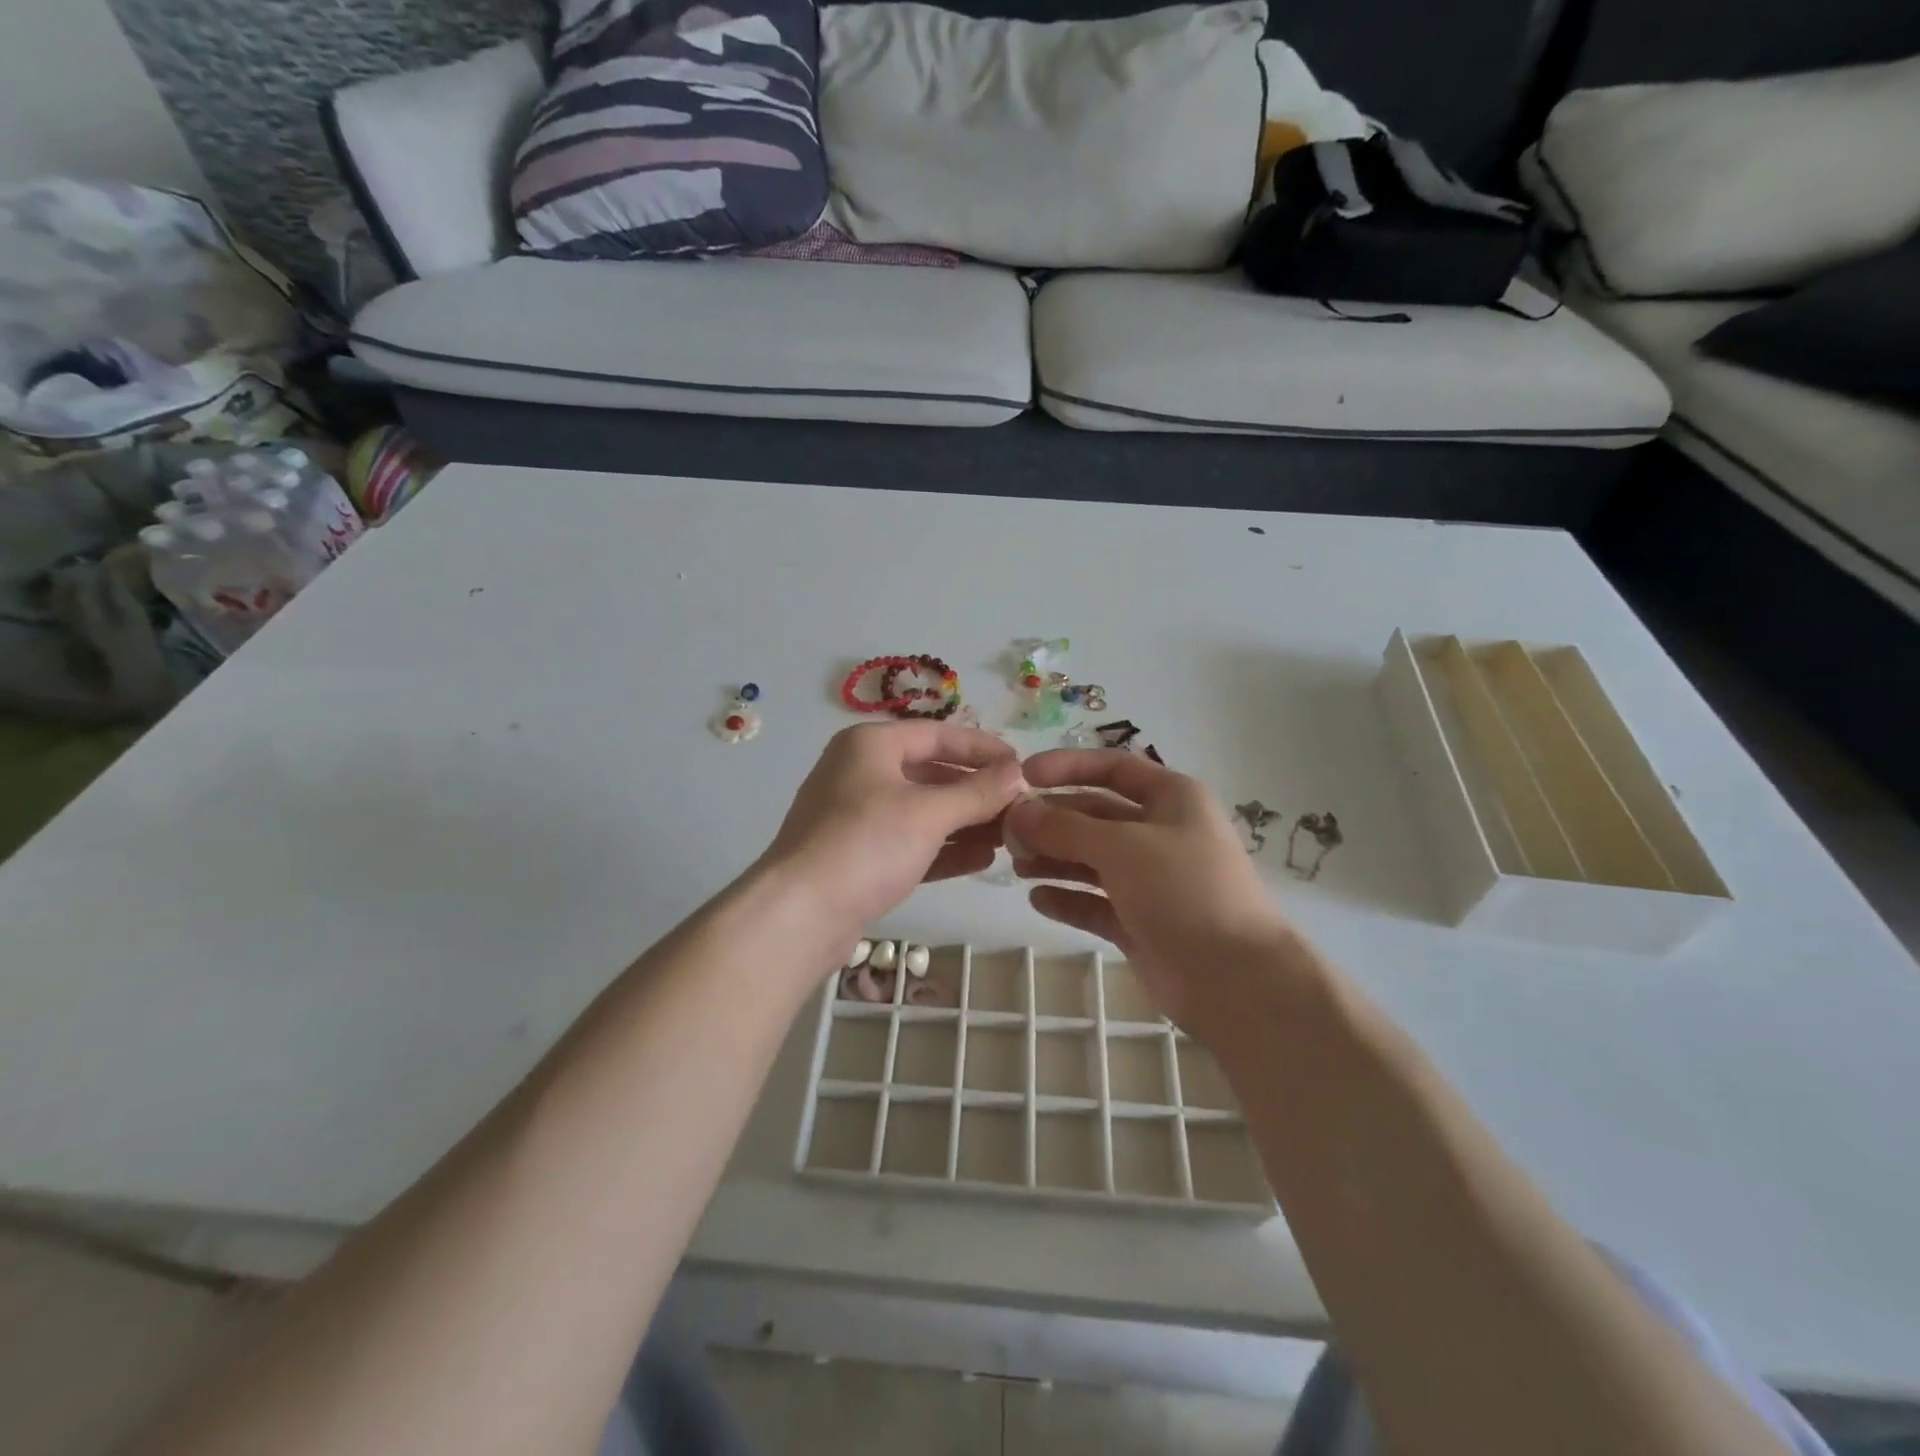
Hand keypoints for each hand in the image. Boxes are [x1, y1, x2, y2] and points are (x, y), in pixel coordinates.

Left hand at [760, 721, 1025, 931]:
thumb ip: (978, 791)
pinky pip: (912, 843)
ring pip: (923, 811)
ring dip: (966, 822)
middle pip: (932, 773)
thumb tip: (1019, 773)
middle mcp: (862, 773)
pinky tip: (982, 858)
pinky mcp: (860, 857)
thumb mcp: (929, 813)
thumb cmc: (865, 844)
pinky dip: (944, 848)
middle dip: (977, 791)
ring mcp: (858, 817)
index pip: (938, 735)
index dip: (983, 749)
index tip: (1023, 765)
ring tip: (1010, 835)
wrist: (799, 915)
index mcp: (871, 745)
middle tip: (1021, 806)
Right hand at [1005, 750, 1292, 1036]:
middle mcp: (1160, 833)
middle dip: (1052, 820)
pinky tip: (1037, 899)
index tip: (1022, 776)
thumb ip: (1065, 827)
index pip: (1112, 767)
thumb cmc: (1184, 891)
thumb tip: (1017, 812)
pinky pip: (1094, 902)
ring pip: (1091, 859)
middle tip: (1007, 832)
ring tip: (1017, 865)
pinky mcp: (1139, 921)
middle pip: (1095, 815)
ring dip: (1054, 858)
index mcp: (1171, 799)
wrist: (1236, 980)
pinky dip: (1067, 898)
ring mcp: (1150, 880)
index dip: (1067, 767)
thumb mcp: (1122, 846)